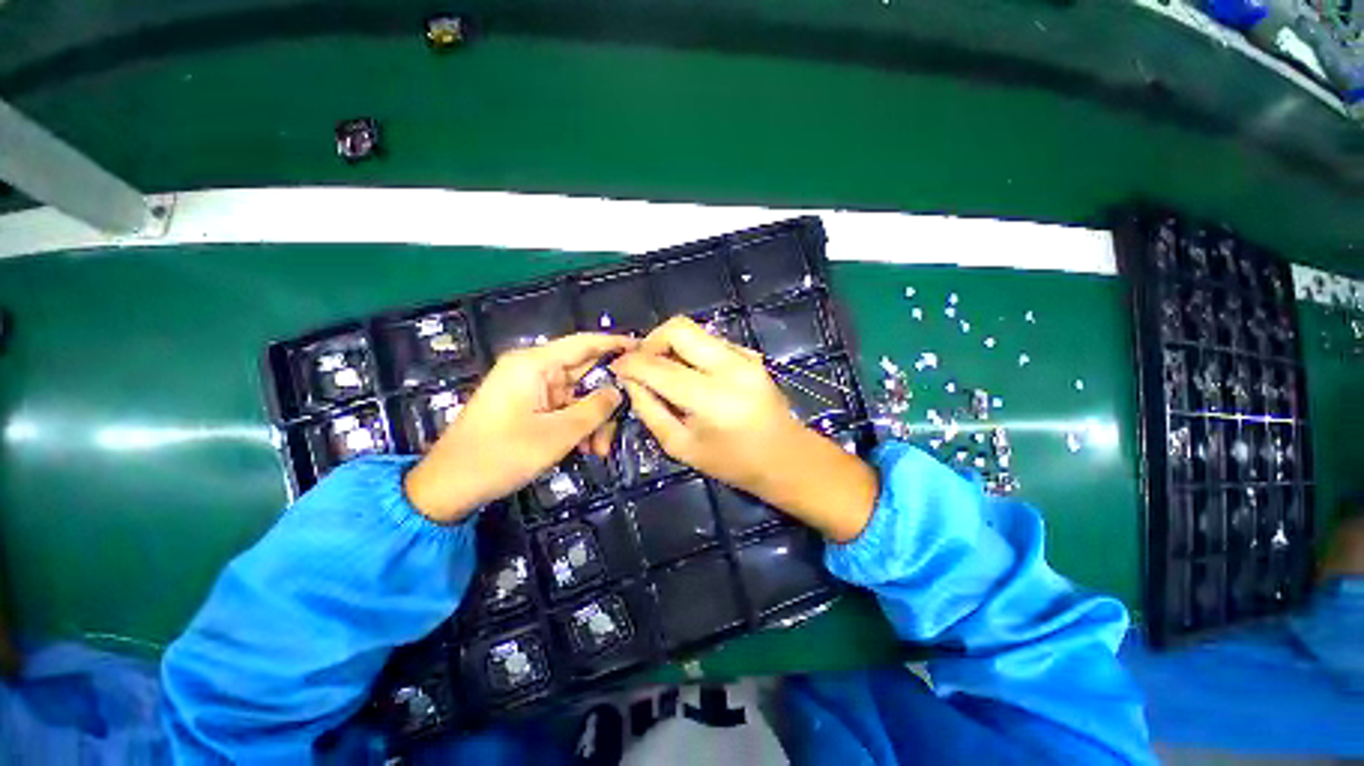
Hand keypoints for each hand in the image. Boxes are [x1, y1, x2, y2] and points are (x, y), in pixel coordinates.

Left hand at [404, 333, 634, 522]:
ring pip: (576, 395)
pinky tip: (586, 448)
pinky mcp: (528, 405)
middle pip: (584, 373)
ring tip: (600, 449)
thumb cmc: (502, 455)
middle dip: (606, 399)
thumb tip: (619, 390)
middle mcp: (533, 369)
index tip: (644, 349)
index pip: (584, 343)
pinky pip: (563, 408)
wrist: (449, 486)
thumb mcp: (558, 434)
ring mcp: (530, 388)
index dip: (616, 344)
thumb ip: (595, 409)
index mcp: (535, 364)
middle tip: (625, 421)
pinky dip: (577, 425)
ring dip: (592, 419)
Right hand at [611, 317, 877, 541]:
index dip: (630, 363)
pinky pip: (710, 340)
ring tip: (664, 370)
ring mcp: (745, 357)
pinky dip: (692, 351)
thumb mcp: (681, 446)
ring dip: (671, 345)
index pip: (658, 367)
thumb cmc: (732, 463)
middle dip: (651, 341)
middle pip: (678, 328)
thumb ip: (650, 410)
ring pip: (694, 330)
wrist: (786, 457)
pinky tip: (692, 374)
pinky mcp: (751, 354)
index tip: (617, 367)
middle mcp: (730, 368)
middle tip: (642, 364)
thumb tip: (630, 380)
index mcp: (711, 399)